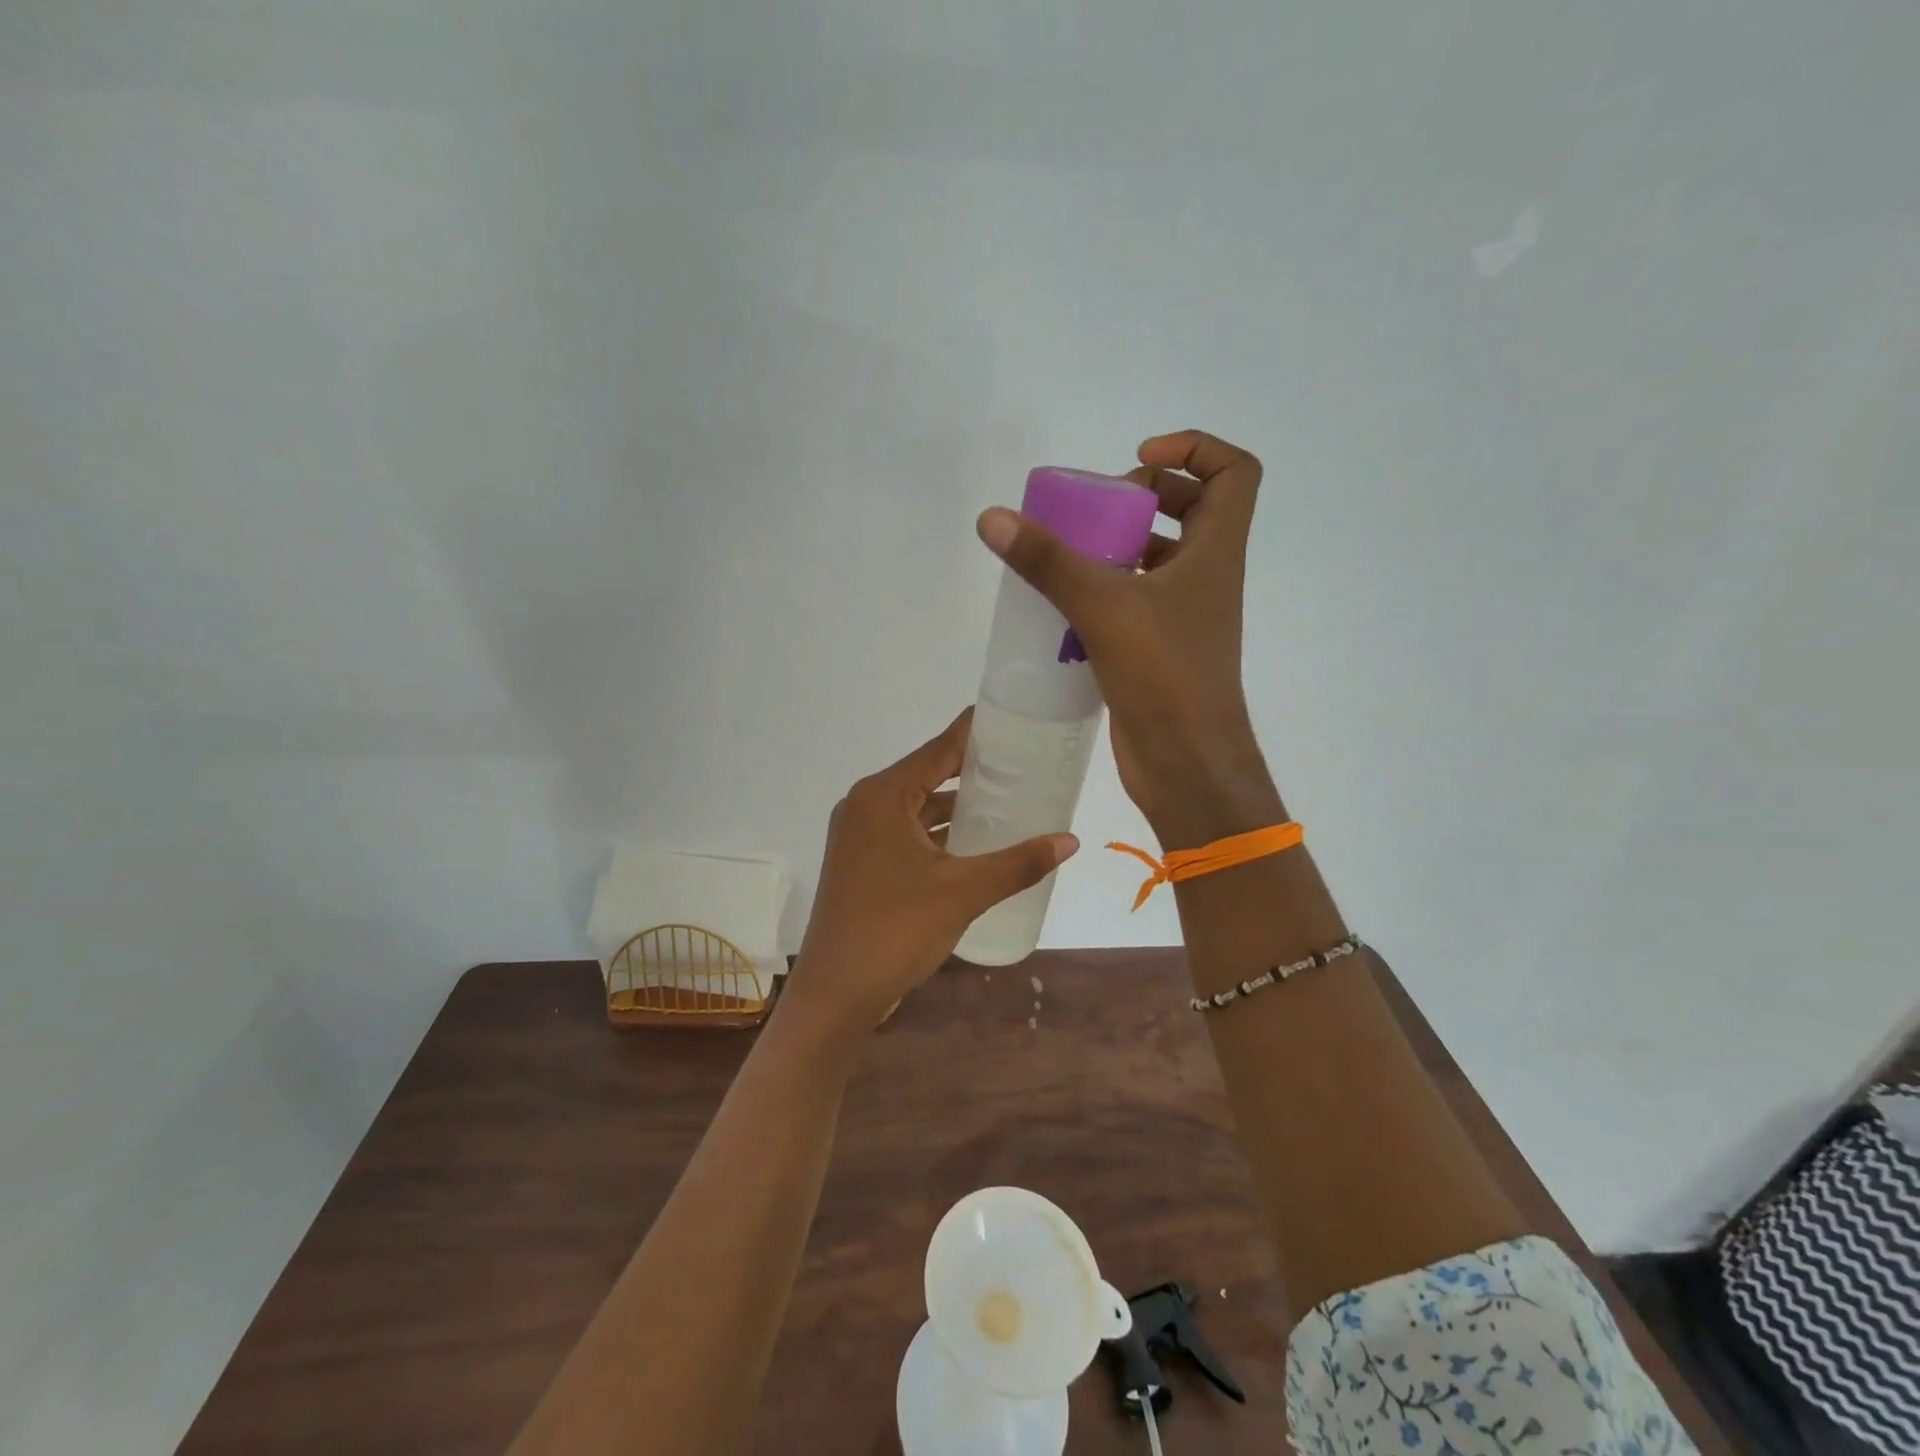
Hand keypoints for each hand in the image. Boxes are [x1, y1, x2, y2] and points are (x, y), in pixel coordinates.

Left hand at [785, 709, 1078, 1037]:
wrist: (836, 994)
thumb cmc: (895, 930)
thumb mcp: (963, 892)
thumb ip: (1018, 863)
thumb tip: (1070, 841)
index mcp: (882, 796)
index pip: (938, 750)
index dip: (975, 733)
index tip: (1013, 718)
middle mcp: (866, 806)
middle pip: (928, 775)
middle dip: (973, 771)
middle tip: (1023, 763)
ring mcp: (860, 836)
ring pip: (918, 808)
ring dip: (957, 807)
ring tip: (1008, 800)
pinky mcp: (863, 863)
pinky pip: (907, 834)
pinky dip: (939, 834)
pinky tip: (976, 843)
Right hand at [976, 430, 1281, 847]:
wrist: (1187, 765)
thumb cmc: (1165, 677)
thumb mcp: (1103, 607)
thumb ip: (1048, 561)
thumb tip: (994, 518)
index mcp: (1216, 553)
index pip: (1234, 472)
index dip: (1193, 449)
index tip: (1137, 461)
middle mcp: (1207, 577)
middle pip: (1191, 510)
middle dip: (1142, 498)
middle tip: (1093, 511)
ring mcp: (1184, 616)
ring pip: (1158, 559)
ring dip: (1116, 546)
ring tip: (1066, 555)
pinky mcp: (1158, 649)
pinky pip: (1134, 601)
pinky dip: (1104, 591)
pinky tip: (1061, 605)